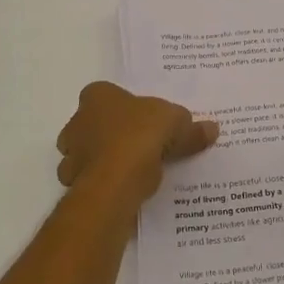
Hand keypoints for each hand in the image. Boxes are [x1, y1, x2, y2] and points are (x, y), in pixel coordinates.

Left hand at [55, 82, 217, 202]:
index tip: (146, 120)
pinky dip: (108, 184)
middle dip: (114, 133)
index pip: (108, 94)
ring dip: (108, 160)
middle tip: (145, 144)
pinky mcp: (75, 184)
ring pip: (91, 154)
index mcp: (97, 96)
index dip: (127, 106)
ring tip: (138, 170)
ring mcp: (71, 155)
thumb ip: (191, 127)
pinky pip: (94, 181)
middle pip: (96, 124)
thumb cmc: (139, 136)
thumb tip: (211, 129)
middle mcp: (77, 121)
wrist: (114, 183)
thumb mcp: (177, 124)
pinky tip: (129, 189)